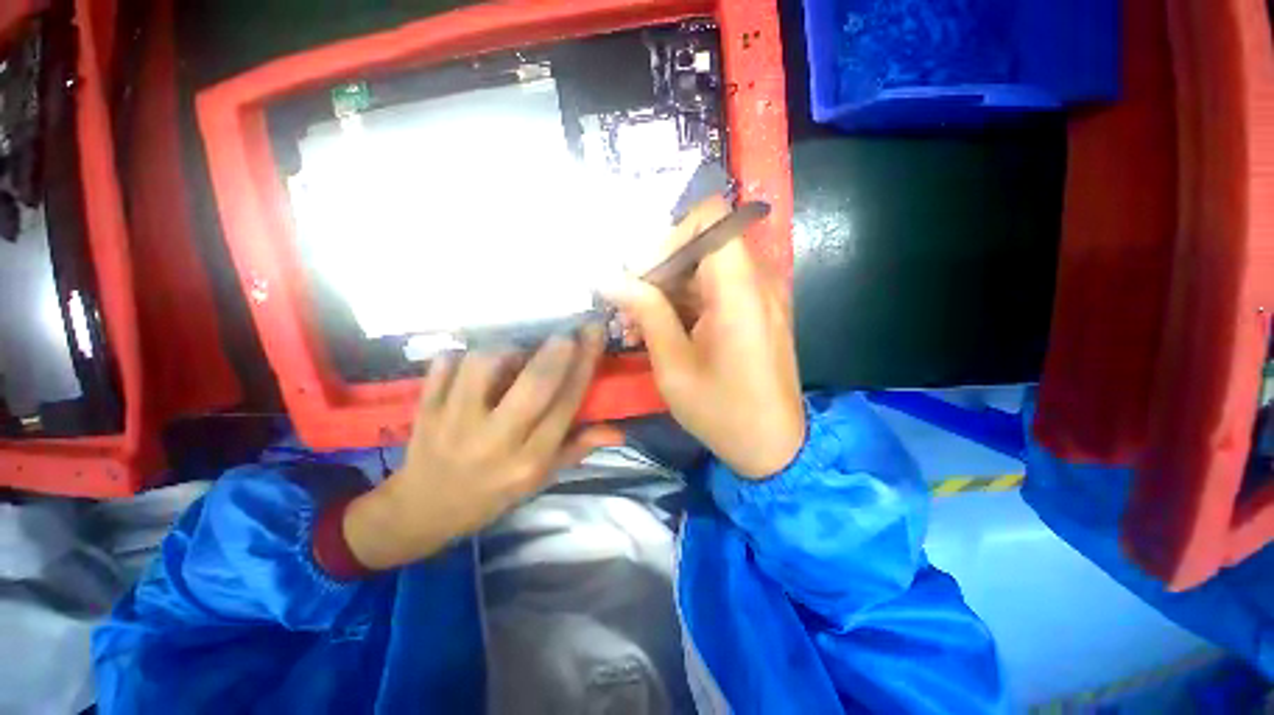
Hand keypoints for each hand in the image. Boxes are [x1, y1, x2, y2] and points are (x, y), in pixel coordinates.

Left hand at [343, 327, 621, 569]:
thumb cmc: (492, 494)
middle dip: (556, 351)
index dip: (584, 365)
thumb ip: (577, 448)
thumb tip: (617, 431)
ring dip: (506, 349)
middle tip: (565, 333)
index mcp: (529, 460)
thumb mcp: (540, 479)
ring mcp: (455, 423)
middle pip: (533, 385)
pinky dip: (462, 354)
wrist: (424, 510)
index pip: (566, 405)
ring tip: (514, 353)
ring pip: (485, 366)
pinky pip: (444, 366)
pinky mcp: (426, 411)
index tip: (593, 335)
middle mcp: (496, 441)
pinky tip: (474, 361)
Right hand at [606, 197, 804, 478]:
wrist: (774, 446)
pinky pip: (718, 289)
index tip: (642, 274)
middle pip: (703, 244)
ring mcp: (761, 296)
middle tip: (629, 305)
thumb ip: (647, 313)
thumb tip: (610, 279)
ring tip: (638, 323)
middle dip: (661, 269)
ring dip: (669, 289)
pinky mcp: (758, 311)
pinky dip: (687, 302)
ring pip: (706, 268)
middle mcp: (758, 282)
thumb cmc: (722, 412)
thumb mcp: (674, 366)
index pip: (709, 219)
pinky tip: (662, 329)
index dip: (669, 237)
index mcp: (740, 292)